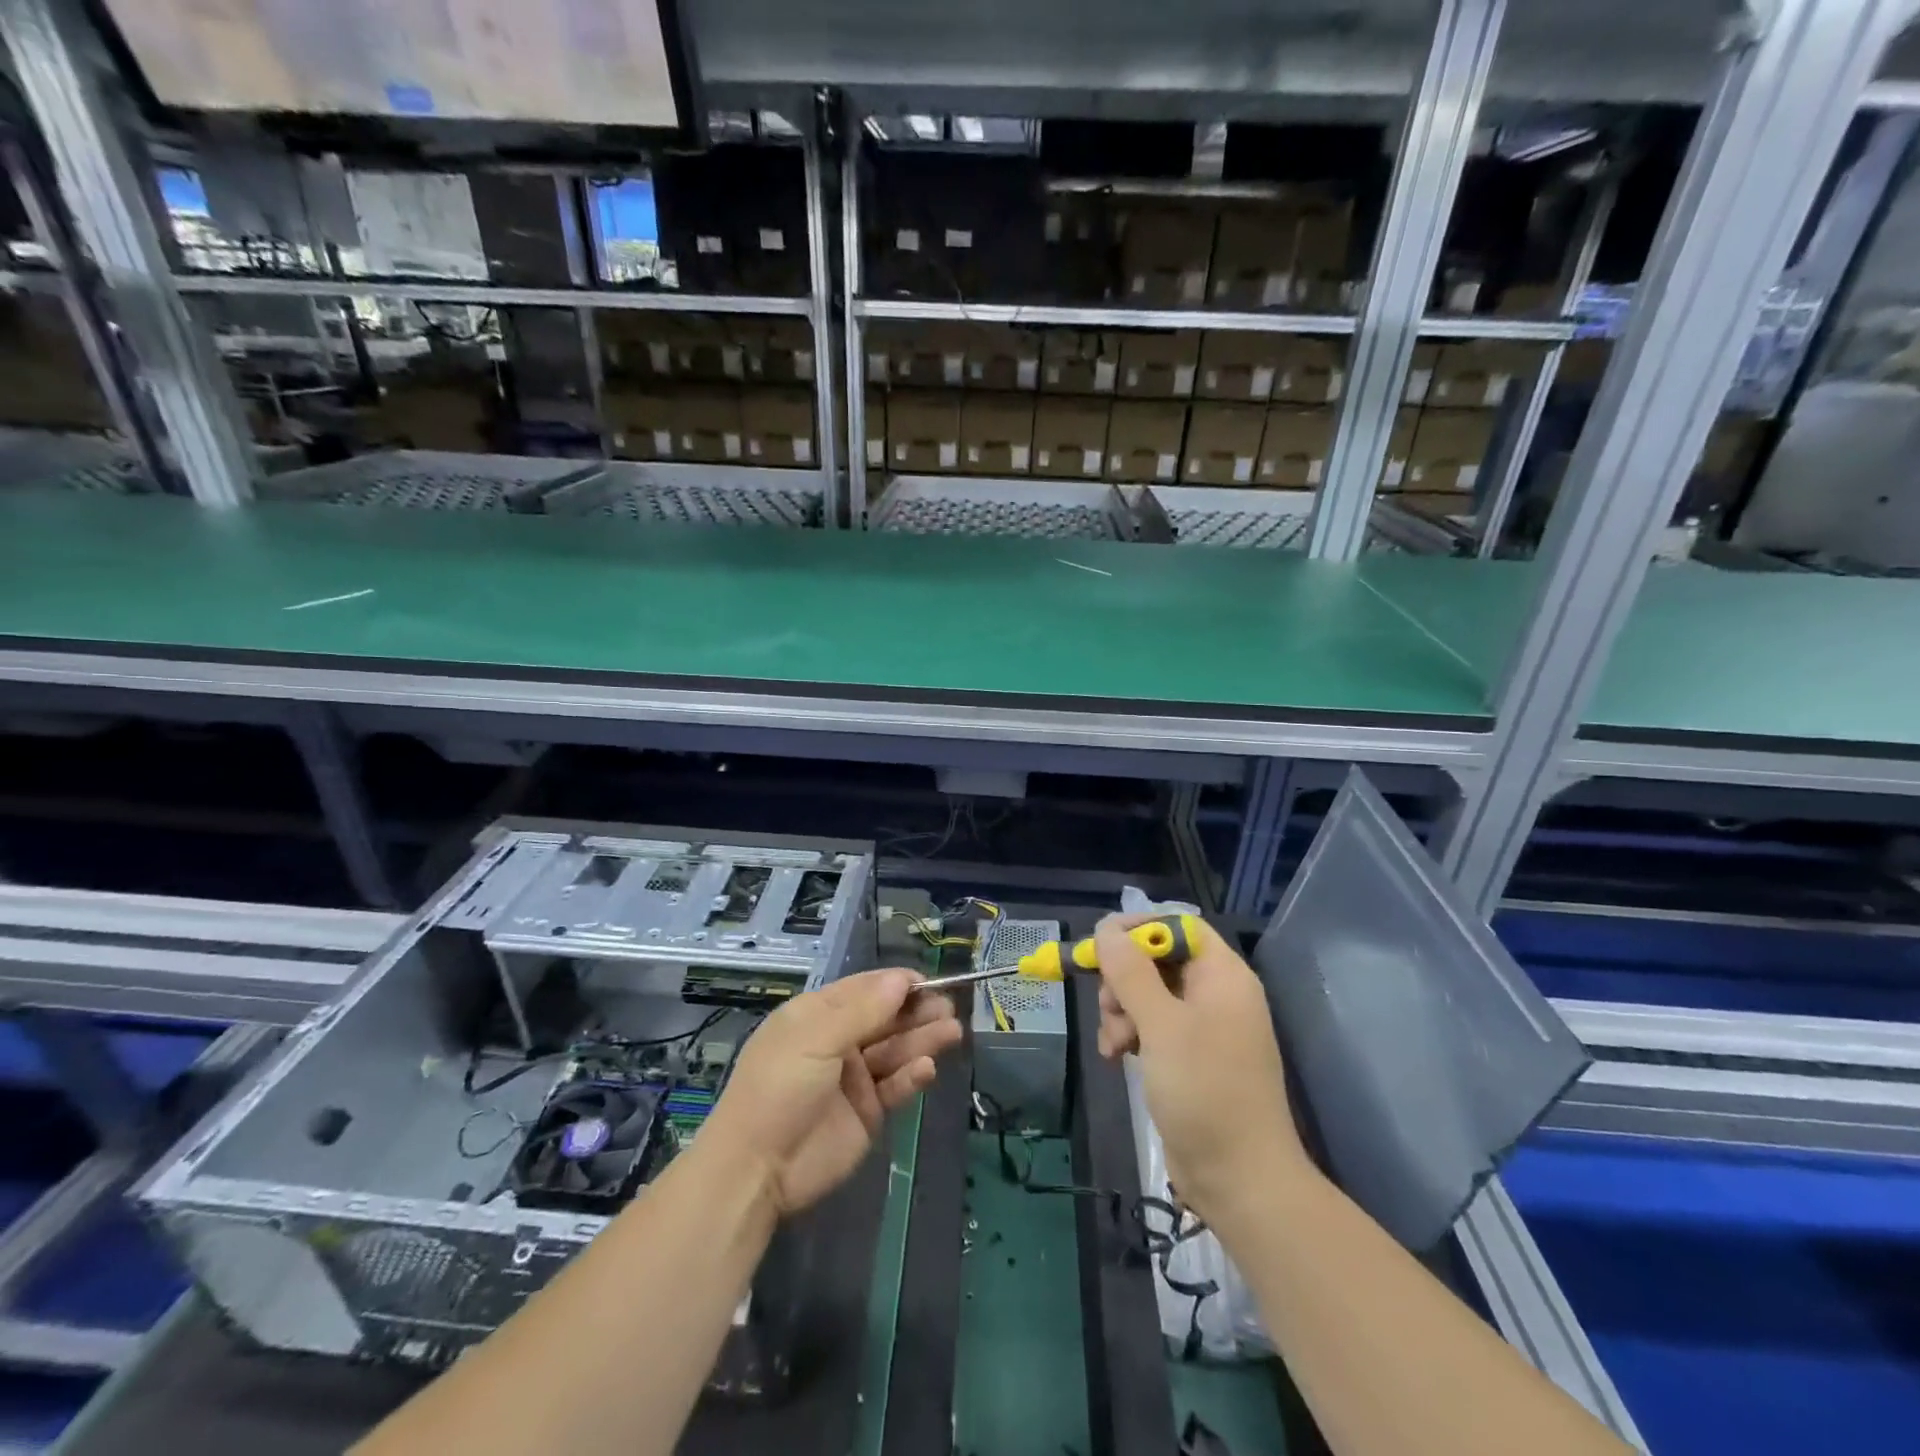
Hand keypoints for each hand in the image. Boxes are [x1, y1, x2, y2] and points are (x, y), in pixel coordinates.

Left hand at [702, 969, 961, 1216]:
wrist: (756, 1169)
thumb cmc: (780, 1087)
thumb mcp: (816, 1038)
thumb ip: (863, 1010)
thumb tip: (902, 979)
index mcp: (818, 1015)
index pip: (865, 989)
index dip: (897, 984)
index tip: (930, 981)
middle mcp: (838, 1041)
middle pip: (886, 1019)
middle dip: (917, 1012)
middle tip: (949, 1008)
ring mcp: (854, 1078)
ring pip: (895, 1051)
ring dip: (922, 1040)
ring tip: (952, 1032)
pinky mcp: (867, 1112)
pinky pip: (895, 1087)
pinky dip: (912, 1076)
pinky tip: (926, 1068)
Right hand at [1093, 914, 1313, 1230]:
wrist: (1241, 1181)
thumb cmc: (1205, 1092)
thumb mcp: (1162, 1026)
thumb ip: (1132, 973)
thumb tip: (1106, 930)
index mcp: (1223, 976)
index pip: (1179, 926)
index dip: (1139, 929)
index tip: (1101, 946)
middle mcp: (1216, 994)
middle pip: (1158, 959)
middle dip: (1124, 978)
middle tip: (1107, 1004)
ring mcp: (1204, 1028)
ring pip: (1149, 994)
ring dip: (1122, 1010)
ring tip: (1113, 1044)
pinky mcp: (1190, 1058)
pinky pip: (1152, 1026)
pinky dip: (1131, 1035)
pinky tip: (1116, 1057)